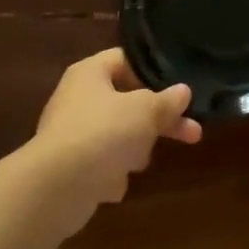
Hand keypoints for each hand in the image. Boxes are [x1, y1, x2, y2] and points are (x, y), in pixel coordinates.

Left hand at [30, 49, 199, 233]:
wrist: (55, 187)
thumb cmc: (103, 132)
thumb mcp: (146, 111)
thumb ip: (167, 101)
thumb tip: (183, 91)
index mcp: (90, 73)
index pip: (126, 60)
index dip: (153, 72)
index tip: (179, 90)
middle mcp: (77, 98)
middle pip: (127, 101)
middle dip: (158, 120)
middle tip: (192, 132)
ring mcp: (71, 133)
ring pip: (117, 134)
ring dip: (134, 149)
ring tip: (138, 162)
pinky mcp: (69, 167)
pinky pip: (102, 164)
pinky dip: (112, 174)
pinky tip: (113, 183)